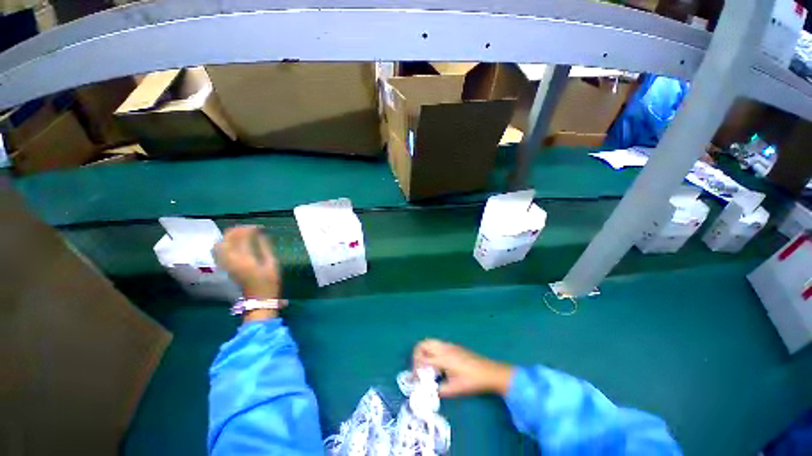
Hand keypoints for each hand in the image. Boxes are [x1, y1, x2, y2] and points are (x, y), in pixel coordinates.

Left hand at [215, 226, 280, 300]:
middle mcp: (231, 260)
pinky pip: (219, 252)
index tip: (259, 227)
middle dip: (237, 230)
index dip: (249, 229)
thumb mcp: (272, 263)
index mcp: (245, 259)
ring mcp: (226, 264)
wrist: (259, 298)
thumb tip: (260, 234)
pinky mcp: (225, 267)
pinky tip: (234, 244)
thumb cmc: (269, 281)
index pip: (242, 238)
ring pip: (219, 245)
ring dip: (229, 237)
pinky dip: (225, 244)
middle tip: (249, 229)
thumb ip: (265, 247)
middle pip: (227, 239)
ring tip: (241, 234)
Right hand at [413, 339, 514, 397]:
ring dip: (424, 352)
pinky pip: (437, 344)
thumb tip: (427, 392)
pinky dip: (432, 351)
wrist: (489, 372)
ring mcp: (449, 345)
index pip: (422, 359)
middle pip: (423, 344)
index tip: (415, 379)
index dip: (415, 369)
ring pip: (430, 342)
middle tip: (418, 369)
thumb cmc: (472, 381)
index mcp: (442, 358)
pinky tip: (438, 364)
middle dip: (417, 355)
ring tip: (427, 367)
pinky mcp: (453, 346)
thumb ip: (438, 390)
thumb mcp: (454, 389)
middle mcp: (443, 348)